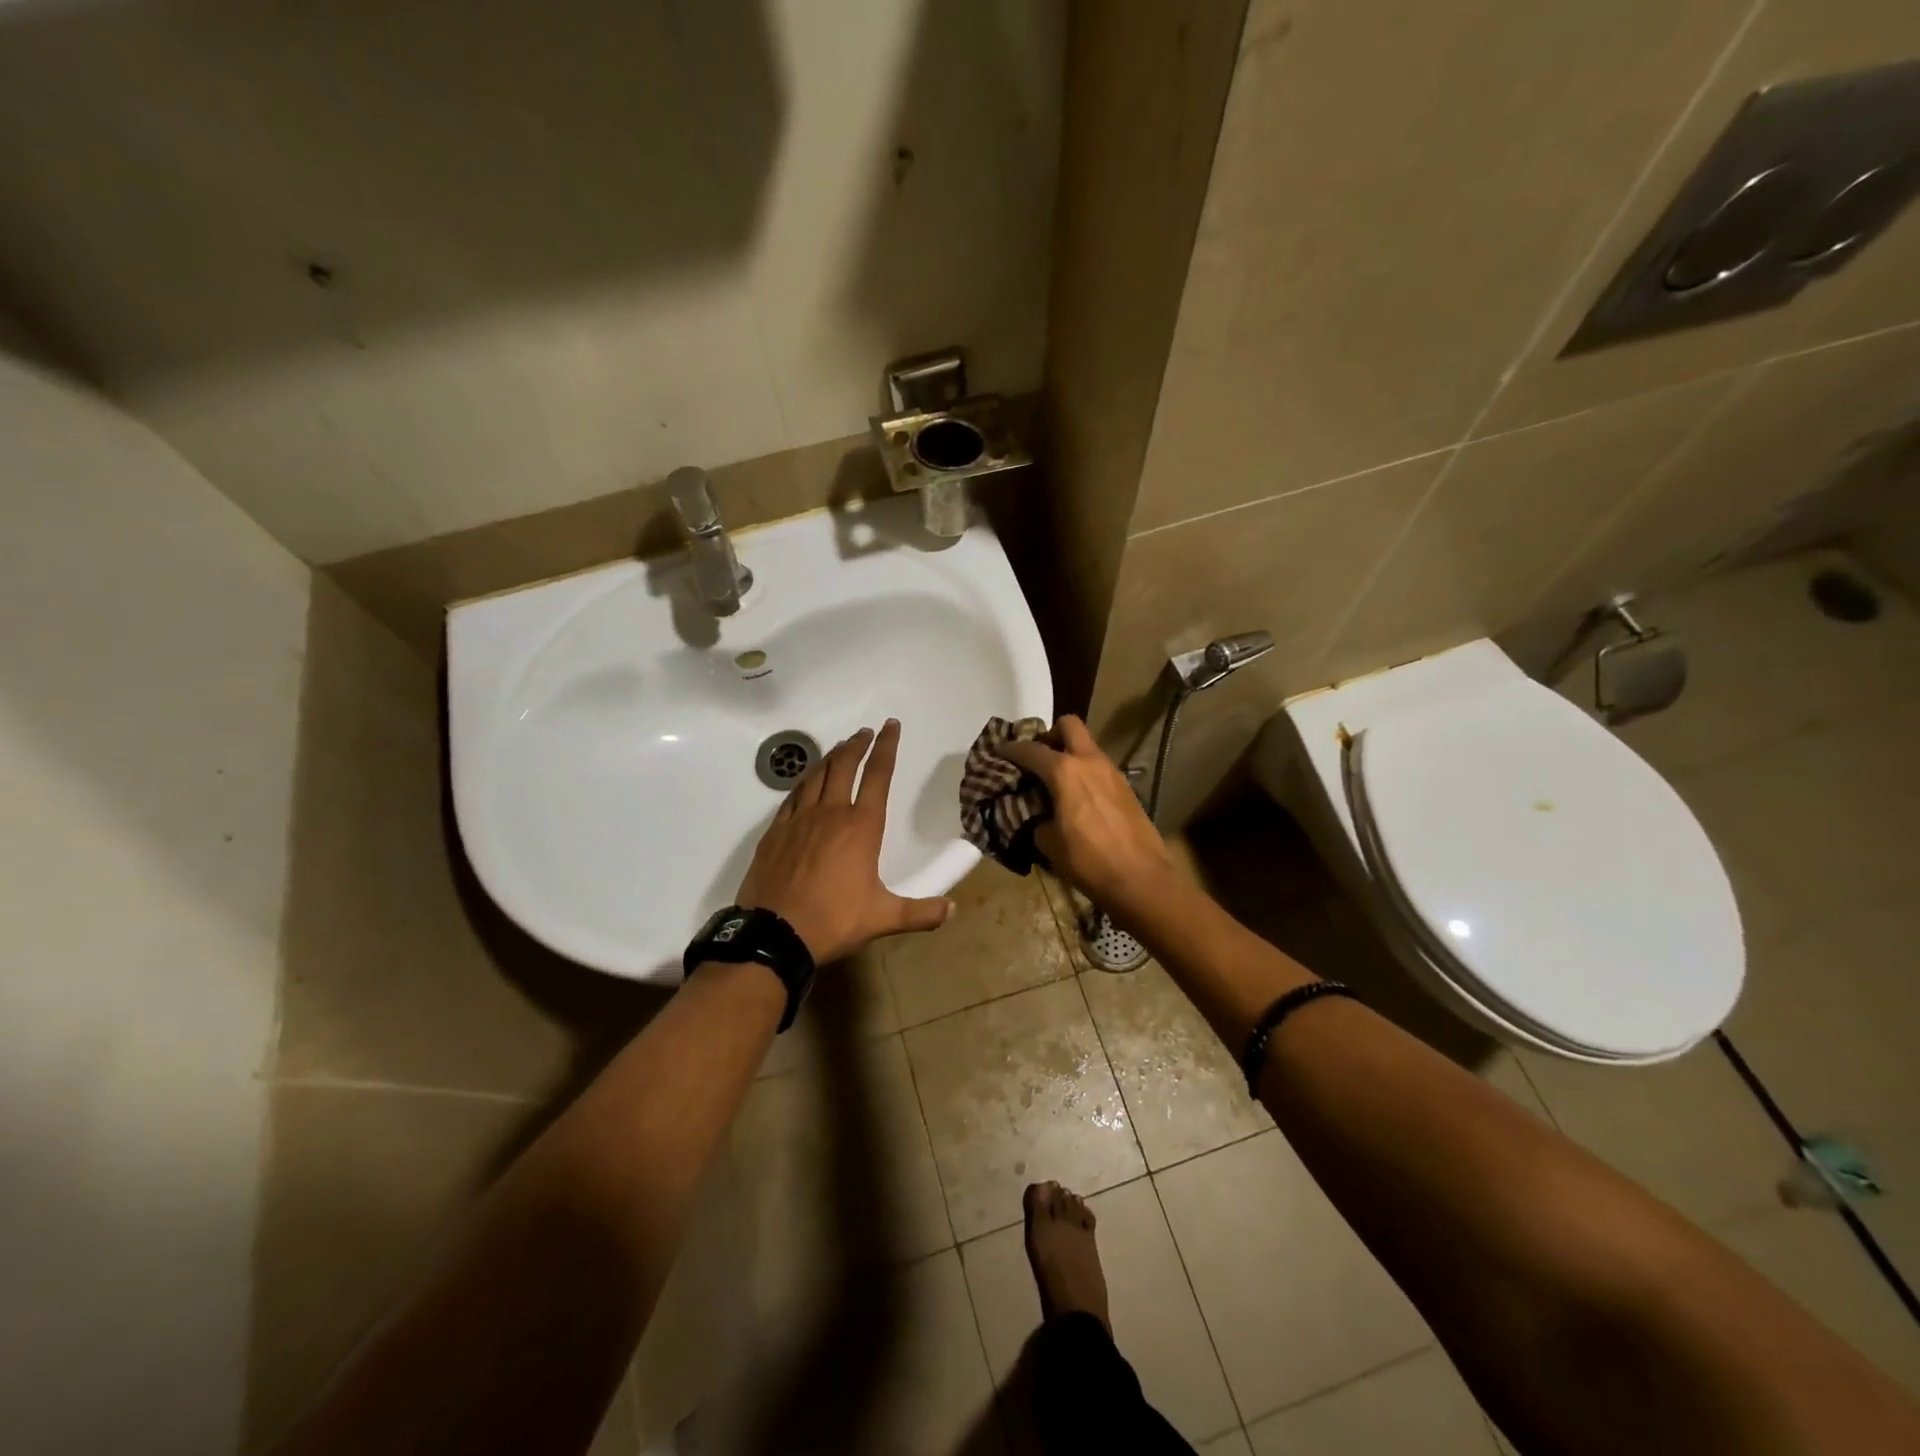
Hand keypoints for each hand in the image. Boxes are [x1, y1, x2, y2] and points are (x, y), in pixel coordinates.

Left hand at [735, 719, 952, 962]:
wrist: (774, 933)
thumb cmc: (834, 920)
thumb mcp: (883, 918)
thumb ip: (920, 912)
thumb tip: (952, 910)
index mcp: (861, 827)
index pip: (878, 776)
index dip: (887, 747)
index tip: (891, 726)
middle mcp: (830, 813)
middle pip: (845, 766)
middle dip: (858, 745)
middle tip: (866, 732)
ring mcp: (799, 819)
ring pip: (816, 775)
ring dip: (831, 757)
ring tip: (840, 748)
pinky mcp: (775, 831)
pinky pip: (793, 795)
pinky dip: (804, 781)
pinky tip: (807, 781)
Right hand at [998, 715, 1175, 913]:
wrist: (1140, 878)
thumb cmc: (1088, 861)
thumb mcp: (1048, 843)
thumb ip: (1035, 819)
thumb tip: (1035, 815)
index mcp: (1064, 771)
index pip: (1030, 749)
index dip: (1010, 749)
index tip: (999, 752)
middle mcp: (1089, 761)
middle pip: (1068, 725)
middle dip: (1049, 735)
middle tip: (1038, 758)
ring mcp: (1112, 772)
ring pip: (1087, 746)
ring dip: (1070, 754)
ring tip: (1056, 781)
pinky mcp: (1126, 787)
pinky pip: (1099, 767)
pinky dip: (1085, 772)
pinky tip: (1079, 798)